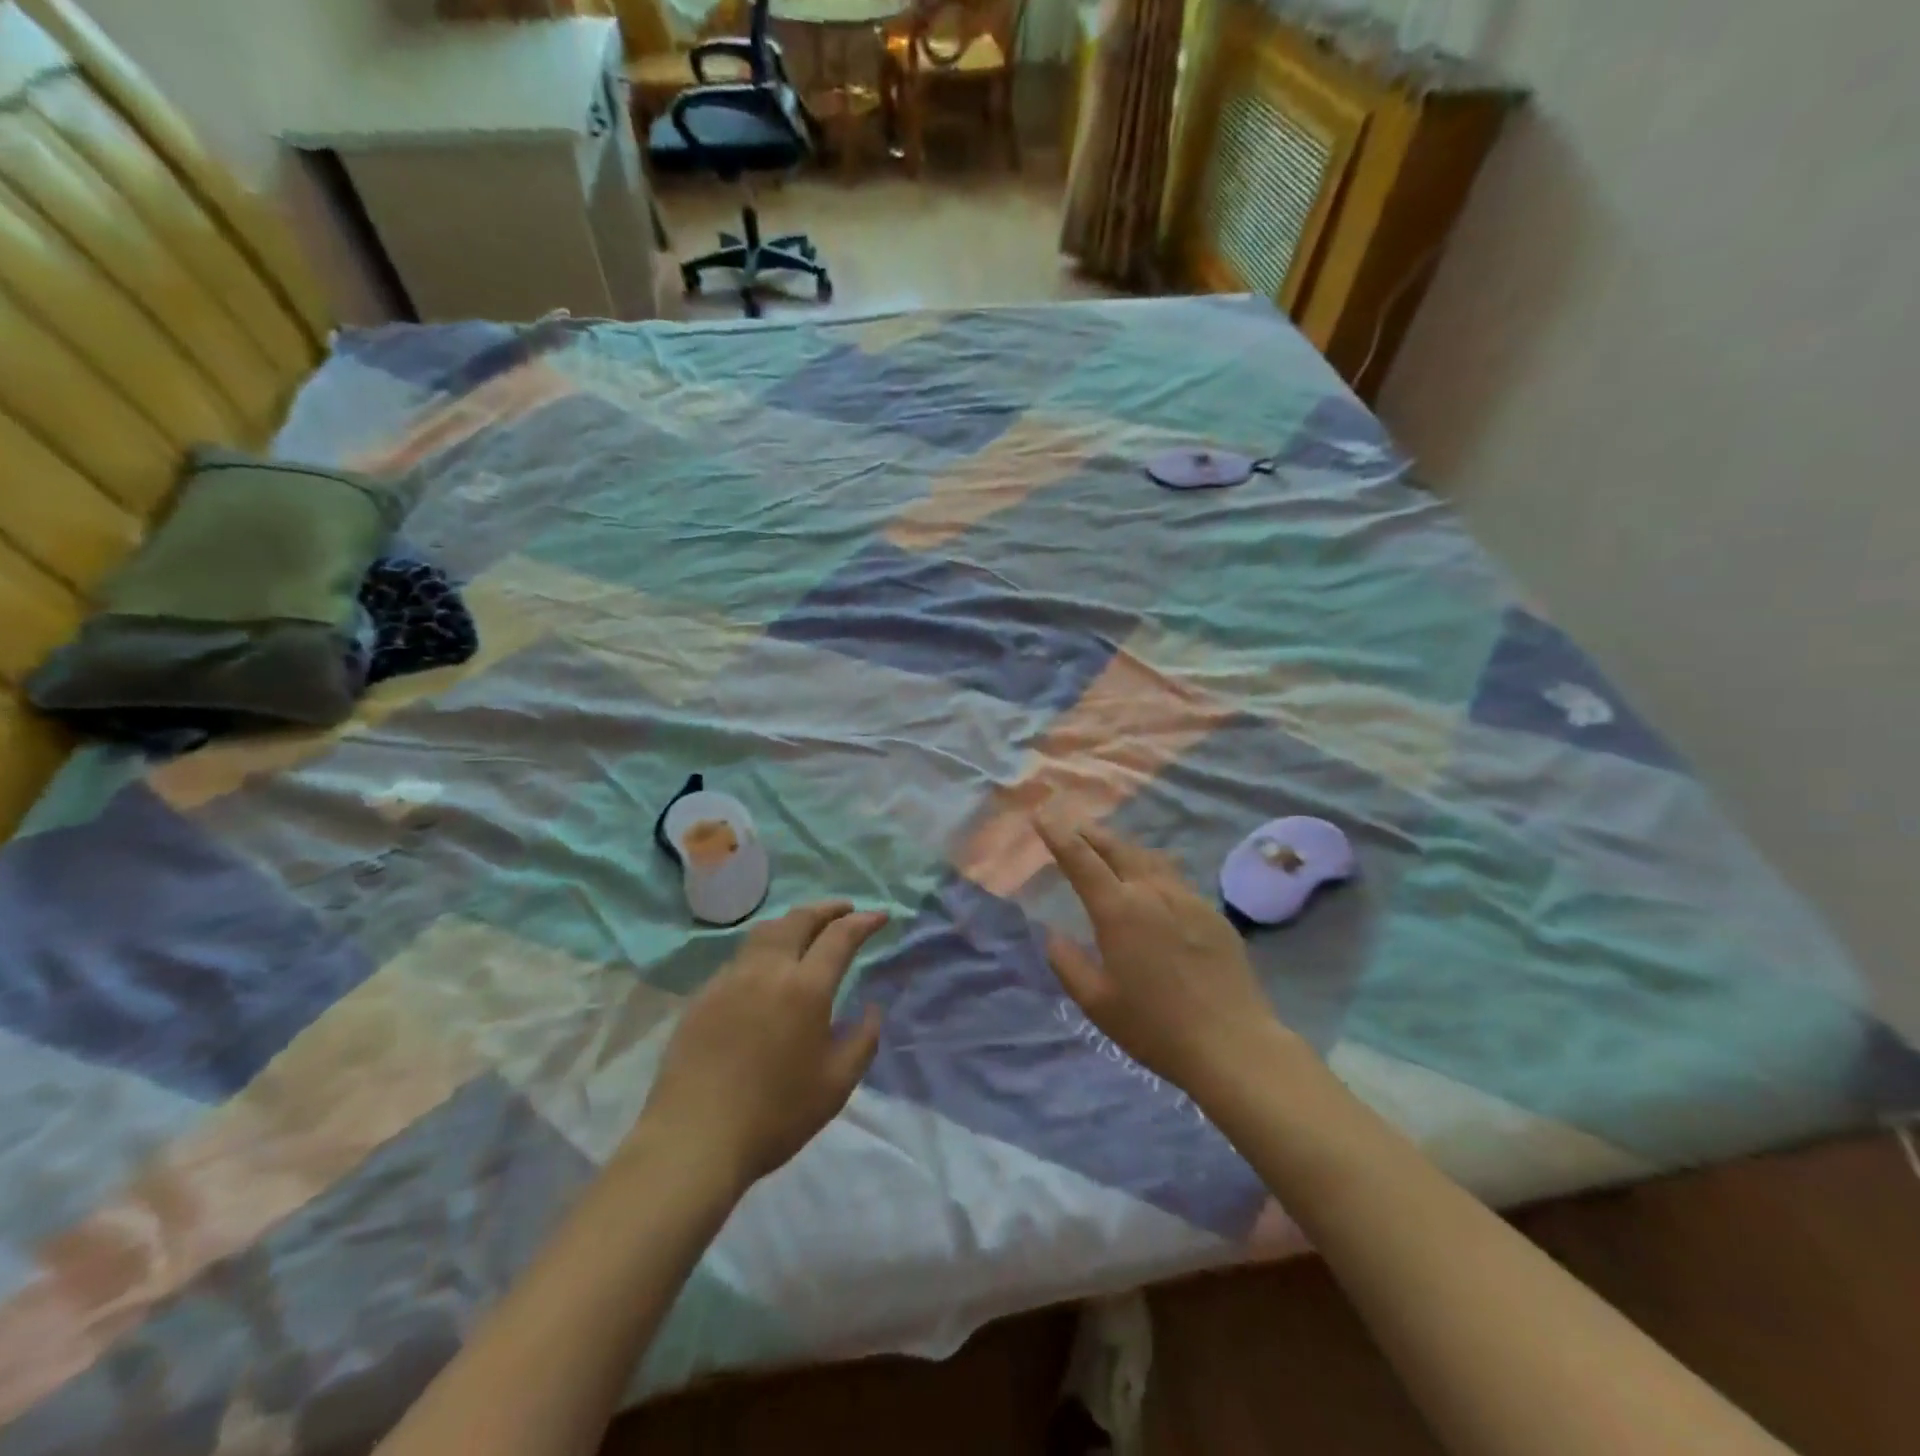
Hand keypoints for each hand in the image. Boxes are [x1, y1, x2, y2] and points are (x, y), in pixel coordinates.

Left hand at [636, 902, 888, 1188]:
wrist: (694, 1139)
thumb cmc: (775, 1115)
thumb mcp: (837, 1085)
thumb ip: (863, 1040)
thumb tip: (873, 1008)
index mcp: (805, 988)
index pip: (839, 937)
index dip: (863, 922)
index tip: (880, 916)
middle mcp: (767, 970)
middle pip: (798, 919)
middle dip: (827, 909)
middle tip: (845, 910)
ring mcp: (729, 979)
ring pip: (765, 932)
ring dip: (793, 922)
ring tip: (806, 929)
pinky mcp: (703, 996)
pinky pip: (740, 958)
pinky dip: (764, 949)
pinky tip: (766, 971)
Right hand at [1035, 815, 1306, 1100]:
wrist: (1232, 1044)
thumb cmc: (1155, 1027)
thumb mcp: (1097, 1003)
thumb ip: (1068, 964)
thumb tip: (1053, 934)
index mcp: (1118, 910)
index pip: (1080, 860)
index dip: (1058, 835)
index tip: (1042, 816)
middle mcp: (1152, 892)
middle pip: (1116, 848)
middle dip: (1090, 833)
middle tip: (1073, 824)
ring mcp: (1187, 898)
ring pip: (1149, 857)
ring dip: (1122, 846)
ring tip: (1109, 845)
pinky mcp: (1212, 913)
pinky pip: (1175, 877)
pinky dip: (1153, 866)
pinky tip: (1153, 876)